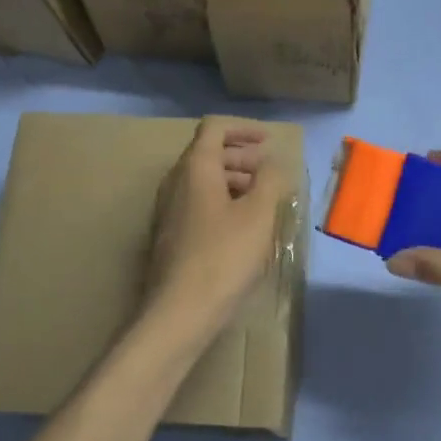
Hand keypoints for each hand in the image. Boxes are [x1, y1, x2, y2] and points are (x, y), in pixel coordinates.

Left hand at [142, 117, 289, 349]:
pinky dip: (221, 202)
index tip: (268, 142)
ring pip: (202, 180)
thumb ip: (270, 180)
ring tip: (261, 200)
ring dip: (233, 181)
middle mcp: (175, 182)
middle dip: (241, 157)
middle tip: (269, 172)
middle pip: (207, 153)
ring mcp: (168, 210)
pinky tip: (241, 226)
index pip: (214, 128)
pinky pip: (197, 203)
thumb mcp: (258, 214)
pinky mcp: (170, 235)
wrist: (180, 312)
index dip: (243, 129)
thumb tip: (272, 162)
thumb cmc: (223, 256)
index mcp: (195, 168)